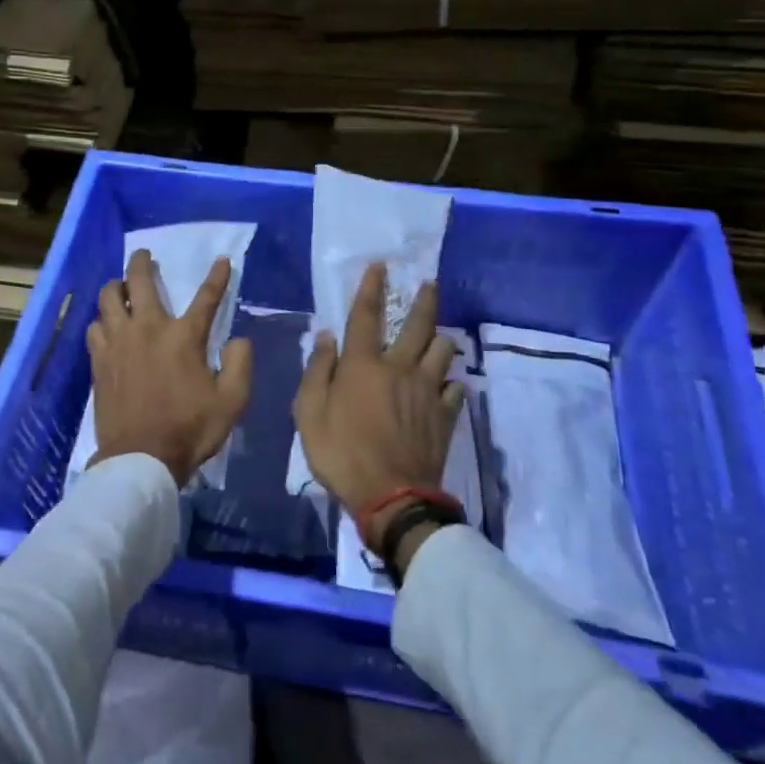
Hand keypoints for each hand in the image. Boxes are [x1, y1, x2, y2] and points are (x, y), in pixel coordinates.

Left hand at [87, 248, 253, 486]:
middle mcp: (147, 329)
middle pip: (138, 281)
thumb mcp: (232, 401)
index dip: (217, 276)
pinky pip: (94, 327)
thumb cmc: (190, 429)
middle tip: (144, 255)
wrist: (140, 460)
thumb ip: (240, 364)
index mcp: (183, 337)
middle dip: (142, 262)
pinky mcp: (99, 361)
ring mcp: (118, 343)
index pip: (206, 297)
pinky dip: (101, 320)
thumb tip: (239, 339)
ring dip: (114, 287)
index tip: (221, 260)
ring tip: (120, 287)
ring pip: (107, 298)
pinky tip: (106, 326)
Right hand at [293, 262, 463, 561]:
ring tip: (439, 336)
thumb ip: (317, 371)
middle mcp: (400, 369)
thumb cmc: (341, 453)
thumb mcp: (309, 414)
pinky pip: (455, 390)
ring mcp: (427, 392)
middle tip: (430, 283)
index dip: (372, 288)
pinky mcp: (445, 416)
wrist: (391, 497)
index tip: (381, 266)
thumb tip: (327, 336)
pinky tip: (447, 385)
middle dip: (425, 300)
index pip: (367, 315)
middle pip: (418, 326)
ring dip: (440, 340)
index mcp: (364, 365)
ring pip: (443, 352)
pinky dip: (451, 383)